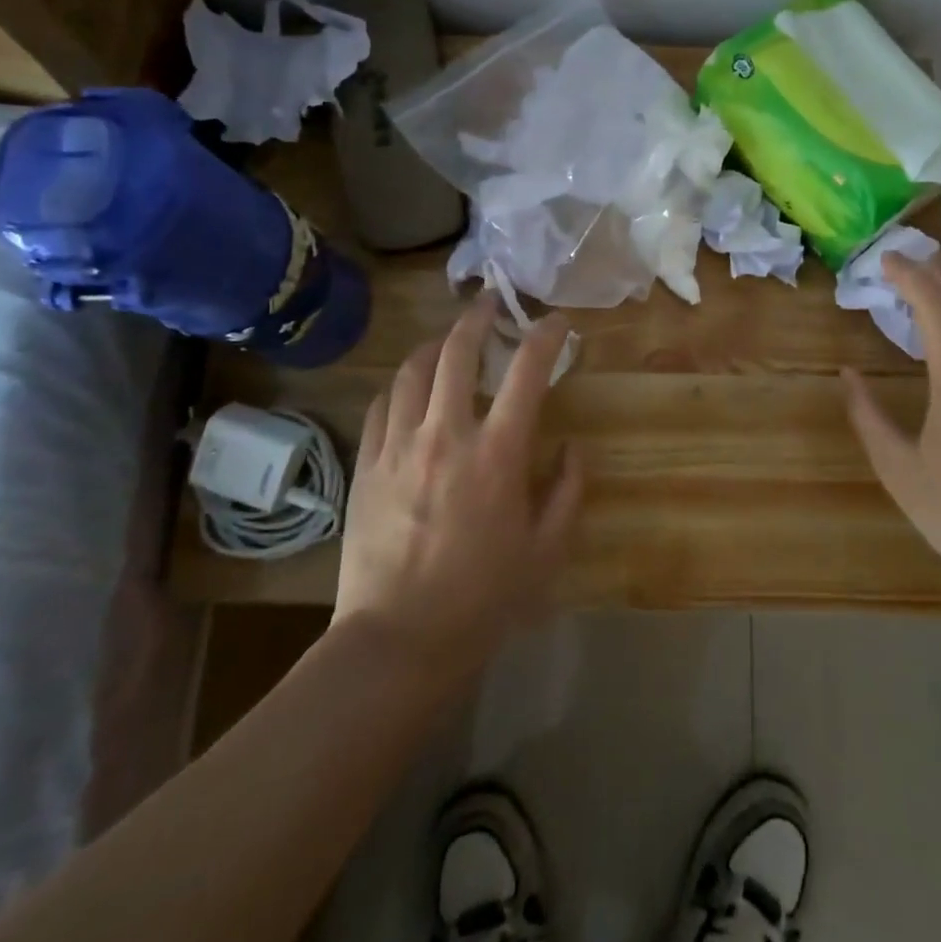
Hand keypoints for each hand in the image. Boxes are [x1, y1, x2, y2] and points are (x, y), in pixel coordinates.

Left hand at [334, 294, 583, 675]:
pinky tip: (410, 387)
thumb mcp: (546, 550)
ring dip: (436, 344)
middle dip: (478, 317)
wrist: (398, 640)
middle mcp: (446, 435)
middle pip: (457, 352)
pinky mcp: (367, 464)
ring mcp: (398, 446)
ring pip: (412, 370)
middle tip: (491, 302)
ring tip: (450, 339)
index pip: (527, 372)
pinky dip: (401, 384)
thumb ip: (568, 491)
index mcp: (497, 454)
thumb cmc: (482, 598)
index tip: (557, 321)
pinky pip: (381, 404)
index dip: (546, 337)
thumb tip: (573, 448)